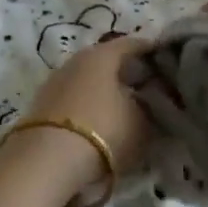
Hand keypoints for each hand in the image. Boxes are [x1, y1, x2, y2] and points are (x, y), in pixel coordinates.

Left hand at [17, 35, 152, 198]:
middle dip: (127, 72)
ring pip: (88, 79)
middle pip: (107, 60)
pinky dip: (87, 105)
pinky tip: (98, 121)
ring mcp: (55, 81)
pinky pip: (73, 98)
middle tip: (148, 86)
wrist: (45, 162)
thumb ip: (150, 108)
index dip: (151, 51)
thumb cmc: (103, 131)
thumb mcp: (140, 123)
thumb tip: (151, 103)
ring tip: (123, 108)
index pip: (133, 44)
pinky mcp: (41, 105)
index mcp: (102, 54)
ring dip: (105, 90)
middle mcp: (76, 59)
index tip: (166, 60)